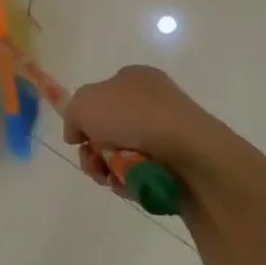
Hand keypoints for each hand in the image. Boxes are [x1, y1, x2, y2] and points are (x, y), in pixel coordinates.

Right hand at [61, 65, 235, 198]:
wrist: (193, 154)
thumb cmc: (135, 117)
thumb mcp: (85, 104)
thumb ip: (72, 115)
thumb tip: (76, 133)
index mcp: (134, 78)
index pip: (100, 96)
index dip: (84, 118)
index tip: (78, 138)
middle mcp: (153, 101)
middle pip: (109, 129)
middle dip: (94, 151)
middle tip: (92, 164)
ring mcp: (169, 133)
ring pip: (124, 155)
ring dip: (109, 169)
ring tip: (111, 178)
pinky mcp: (181, 164)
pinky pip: (144, 173)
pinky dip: (131, 182)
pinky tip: (130, 186)